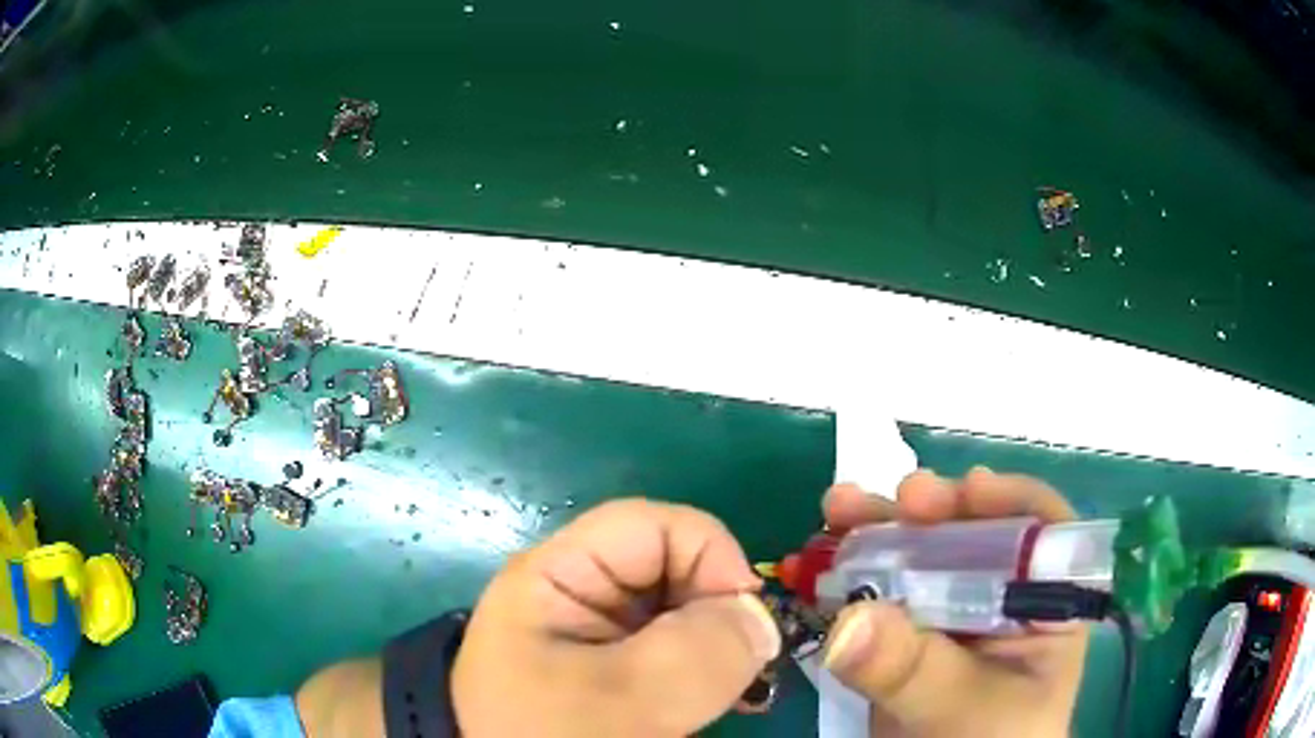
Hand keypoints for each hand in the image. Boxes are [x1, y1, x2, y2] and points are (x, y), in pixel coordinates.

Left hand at [452, 498, 780, 736]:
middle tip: (743, 670)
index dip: (710, 555)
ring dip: (715, 649)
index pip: (651, 525)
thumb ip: (699, 652)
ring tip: (729, 693)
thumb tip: (759, 619)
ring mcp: (597, 635)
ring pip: (680, 614)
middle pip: (671, 568)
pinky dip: (703, 672)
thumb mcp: (624, 698)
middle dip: (717, 611)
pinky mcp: (613, 669)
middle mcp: (579, 595)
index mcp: (559, 576)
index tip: (746, 621)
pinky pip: (673, 652)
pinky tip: (711, 703)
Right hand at [821, 468, 1086, 737]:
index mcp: (1044, 603)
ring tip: (836, 510)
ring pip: (919, 558)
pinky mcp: (906, 638)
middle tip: (892, 499)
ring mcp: (949, 617)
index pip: (1041, 533)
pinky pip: (878, 595)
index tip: (963, 491)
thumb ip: (916, 669)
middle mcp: (1000, 598)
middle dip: (929, 510)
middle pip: (973, 534)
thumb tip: (852, 618)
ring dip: (878, 532)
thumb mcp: (963, 709)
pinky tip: (814, 561)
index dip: (1006, 501)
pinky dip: (845, 576)